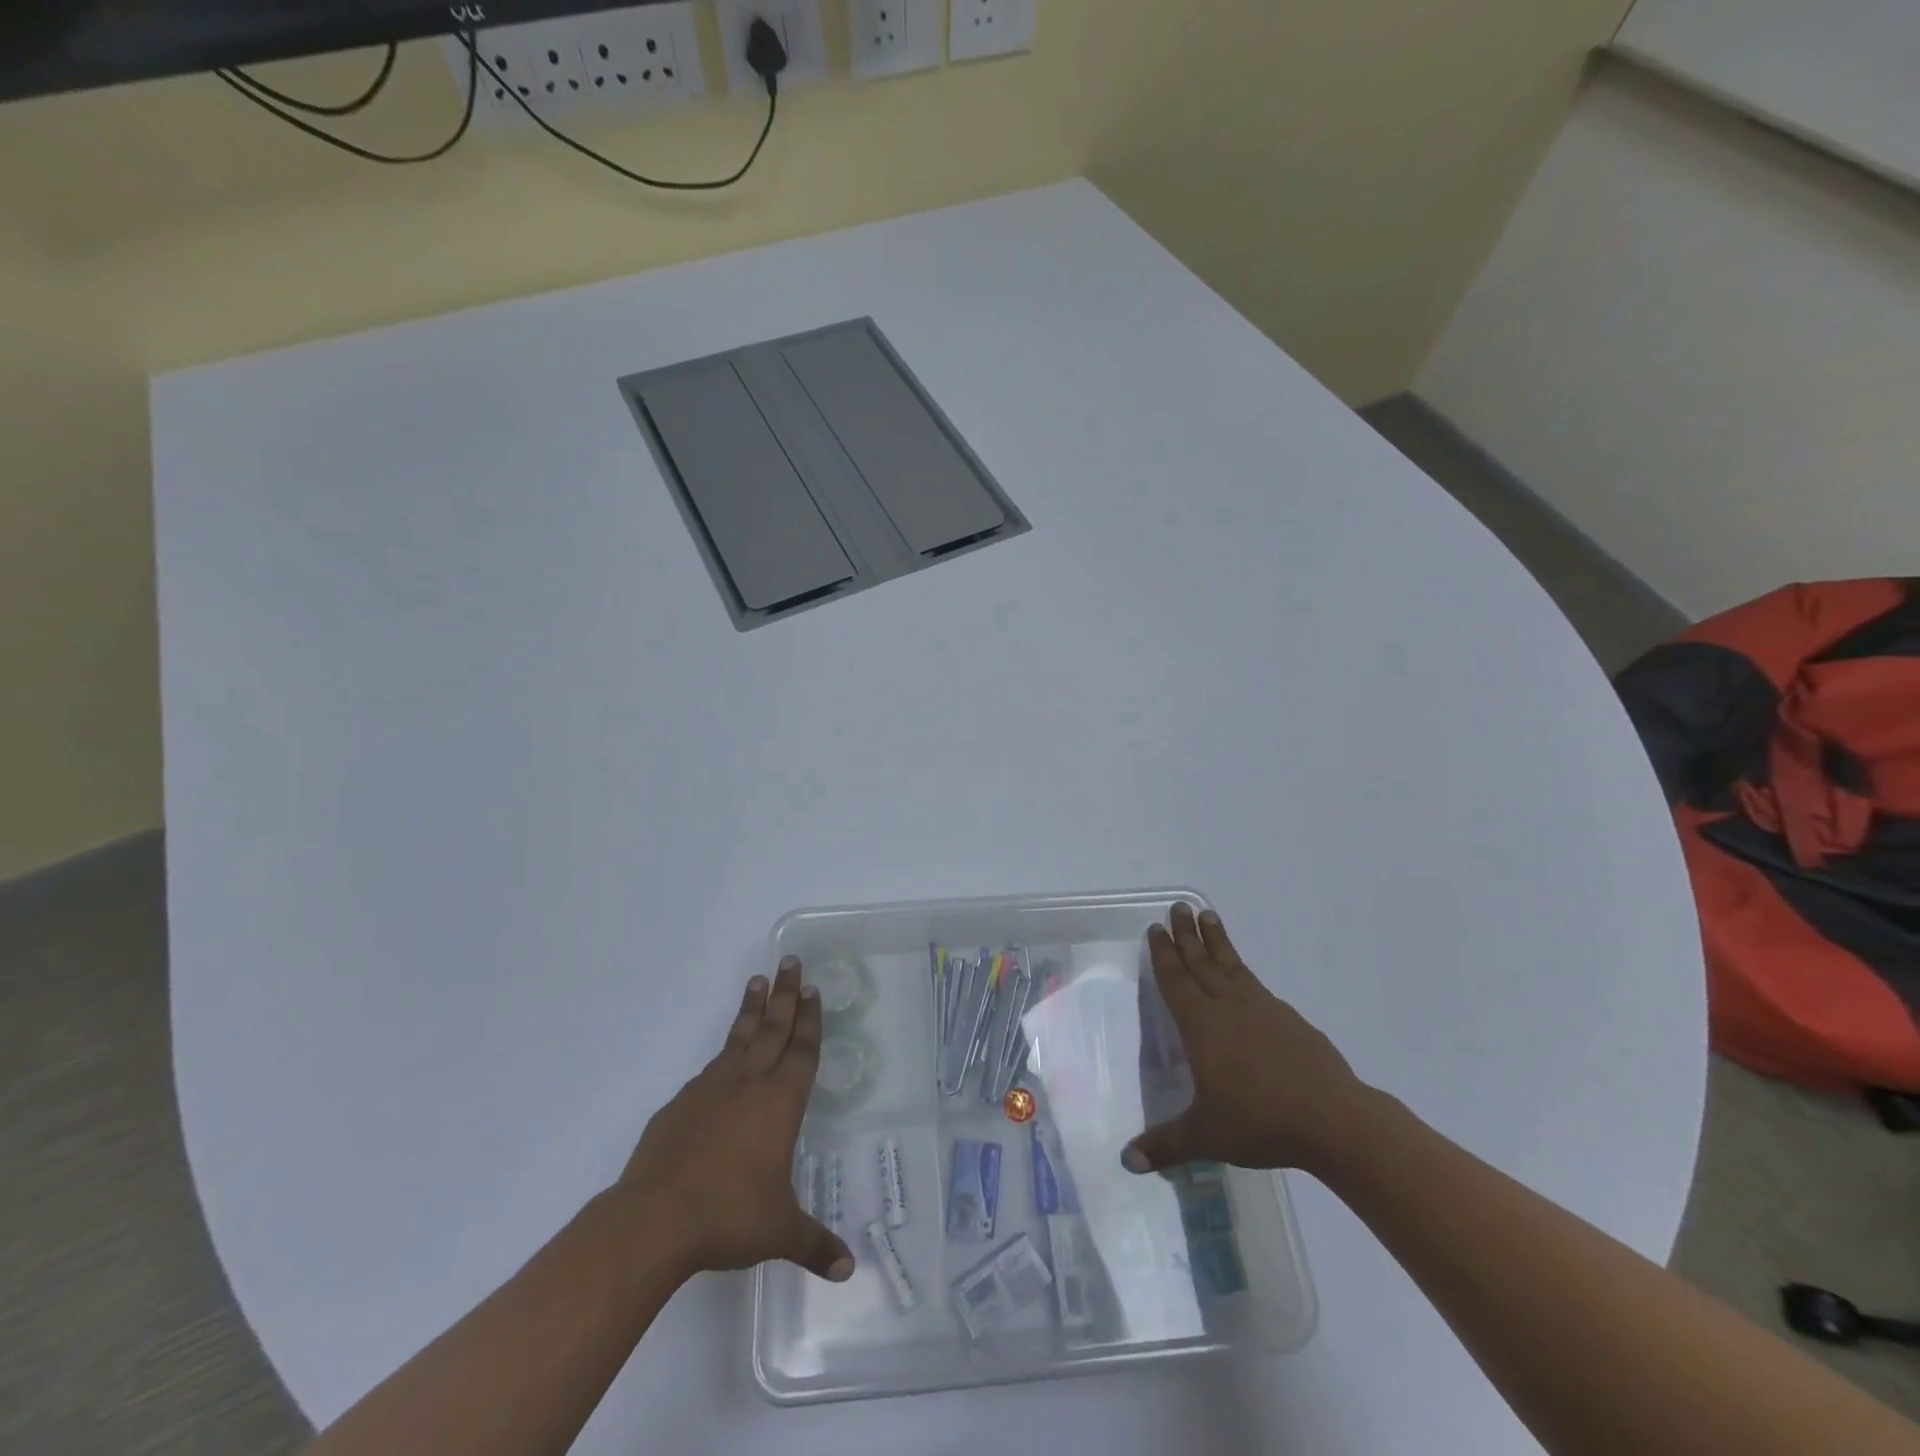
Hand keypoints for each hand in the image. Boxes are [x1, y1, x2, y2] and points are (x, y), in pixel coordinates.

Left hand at [614, 957, 854, 1284]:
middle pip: (772, 1028)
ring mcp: (710, 1089)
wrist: (653, 1220)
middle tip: (789, 960)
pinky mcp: (680, 1104)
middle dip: (784, 994)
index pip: (801, 1050)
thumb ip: (815, 1244)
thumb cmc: (729, 1216)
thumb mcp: (780, 1231)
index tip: (811, 989)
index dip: (809, 1019)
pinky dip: (723, 1052)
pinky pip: (710, 1068)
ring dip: (751, 1010)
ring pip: (738, 1037)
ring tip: (755, 981)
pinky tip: (724, 1055)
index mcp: (780, 1102)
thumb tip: (850, 1269)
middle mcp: (748, 1084)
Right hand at [1123, 904, 1371, 1177]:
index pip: (1177, 981)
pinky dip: (1242, 970)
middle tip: (1178, 907)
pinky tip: (1243, 974)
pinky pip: (1256, 984)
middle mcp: (1229, 1008)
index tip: (1157, 928)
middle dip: (1187, 935)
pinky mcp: (1290, 1019)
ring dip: (1217, 941)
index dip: (1164, 955)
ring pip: (1231, 966)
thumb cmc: (1260, 1121)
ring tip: (1208, 915)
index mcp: (1203, 1027)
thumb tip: (1126, 1161)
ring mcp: (1262, 1010)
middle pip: (1202, 963)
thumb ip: (1165, 1144)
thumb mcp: (1206, 1135)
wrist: (1333, 1119)